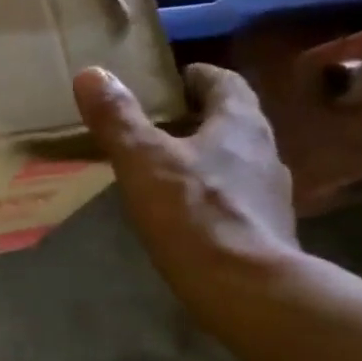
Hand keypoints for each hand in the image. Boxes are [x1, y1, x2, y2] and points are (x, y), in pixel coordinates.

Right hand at [73, 63, 299, 319]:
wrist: (246, 288)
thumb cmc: (193, 214)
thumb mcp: (143, 161)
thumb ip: (118, 119)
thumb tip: (90, 73)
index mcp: (239, 123)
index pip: (225, 82)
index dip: (199, 76)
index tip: (175, 79)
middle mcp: (265, 150)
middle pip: (234, 121)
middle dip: (201, 118)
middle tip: (162, 123)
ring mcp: (271, 193)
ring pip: (238, 161)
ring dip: (210, 158)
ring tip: (170, 168)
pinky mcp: (268, 230)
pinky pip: (238, 199)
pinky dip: (215, 195)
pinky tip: (189, 213)